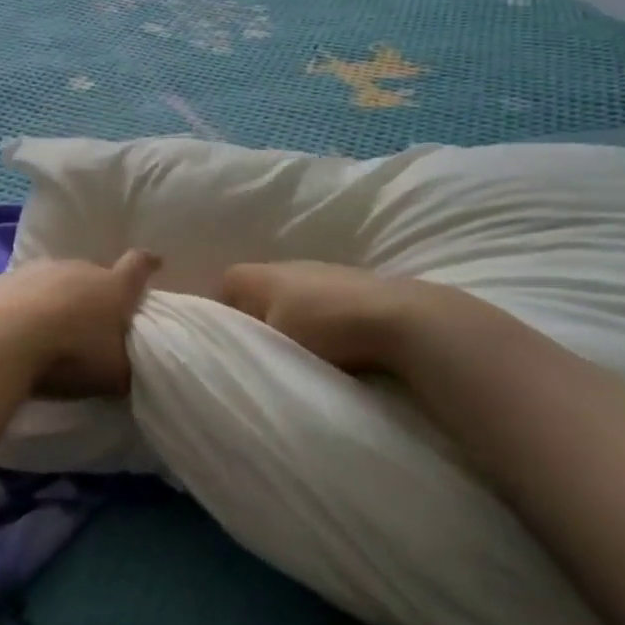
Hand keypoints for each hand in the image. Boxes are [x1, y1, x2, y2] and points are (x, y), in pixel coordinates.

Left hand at [0, 250, 161, 399]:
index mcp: (114, 287)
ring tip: (52, 326)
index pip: (138, 267)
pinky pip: (24, 289)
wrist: (3, 338)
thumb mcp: (112, 375)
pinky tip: (19, 328)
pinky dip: (26, 303)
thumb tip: (127, 371)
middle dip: (95, 293)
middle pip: (94, 274)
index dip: (148, 264)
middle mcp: (80, 268)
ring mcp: (40, 269)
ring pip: (57, 279)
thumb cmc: (70, 355)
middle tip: (92, 319)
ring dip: (58, 297)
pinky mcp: (6, 277)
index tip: (155, 262)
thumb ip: (125, 369)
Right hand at [218, 261, 475, 377]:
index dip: (220, 310)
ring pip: (295, 294)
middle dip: (257, 315)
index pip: (226, 284)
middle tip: (260, 350)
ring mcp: (329, 272)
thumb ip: (246, 348)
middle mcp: (291, 265)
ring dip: (294, 319)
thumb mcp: (273, 344)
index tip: (224, 340)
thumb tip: (230, 358)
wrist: (403, 320)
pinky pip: (326, 302)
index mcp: (262, 275)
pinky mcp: (360, 286)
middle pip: (261, 288)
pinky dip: (324, 321)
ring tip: (299, 353)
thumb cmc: (324, 328)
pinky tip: (334, 347)